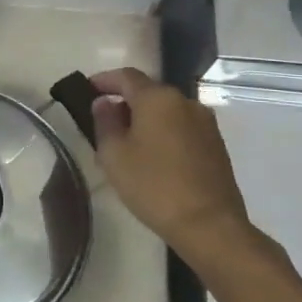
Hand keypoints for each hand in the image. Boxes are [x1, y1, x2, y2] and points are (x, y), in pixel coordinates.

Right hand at [88, 67, 253, 258]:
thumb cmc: (152, 185)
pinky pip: (181, 127)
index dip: (103, 80)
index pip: (126, 76)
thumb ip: (104, 122)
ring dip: (145, 118)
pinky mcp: (215, 144)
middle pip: (148, 91)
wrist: (208, 224)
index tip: (85, 90)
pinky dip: (163, 132)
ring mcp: (205, 123)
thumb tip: (104, 103)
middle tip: (103, 119)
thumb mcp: (113, 154)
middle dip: (124, 100)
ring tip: (126, 140)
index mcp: (158, 99)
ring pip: (166, 110)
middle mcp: (185, 102)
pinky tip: (152, 155)